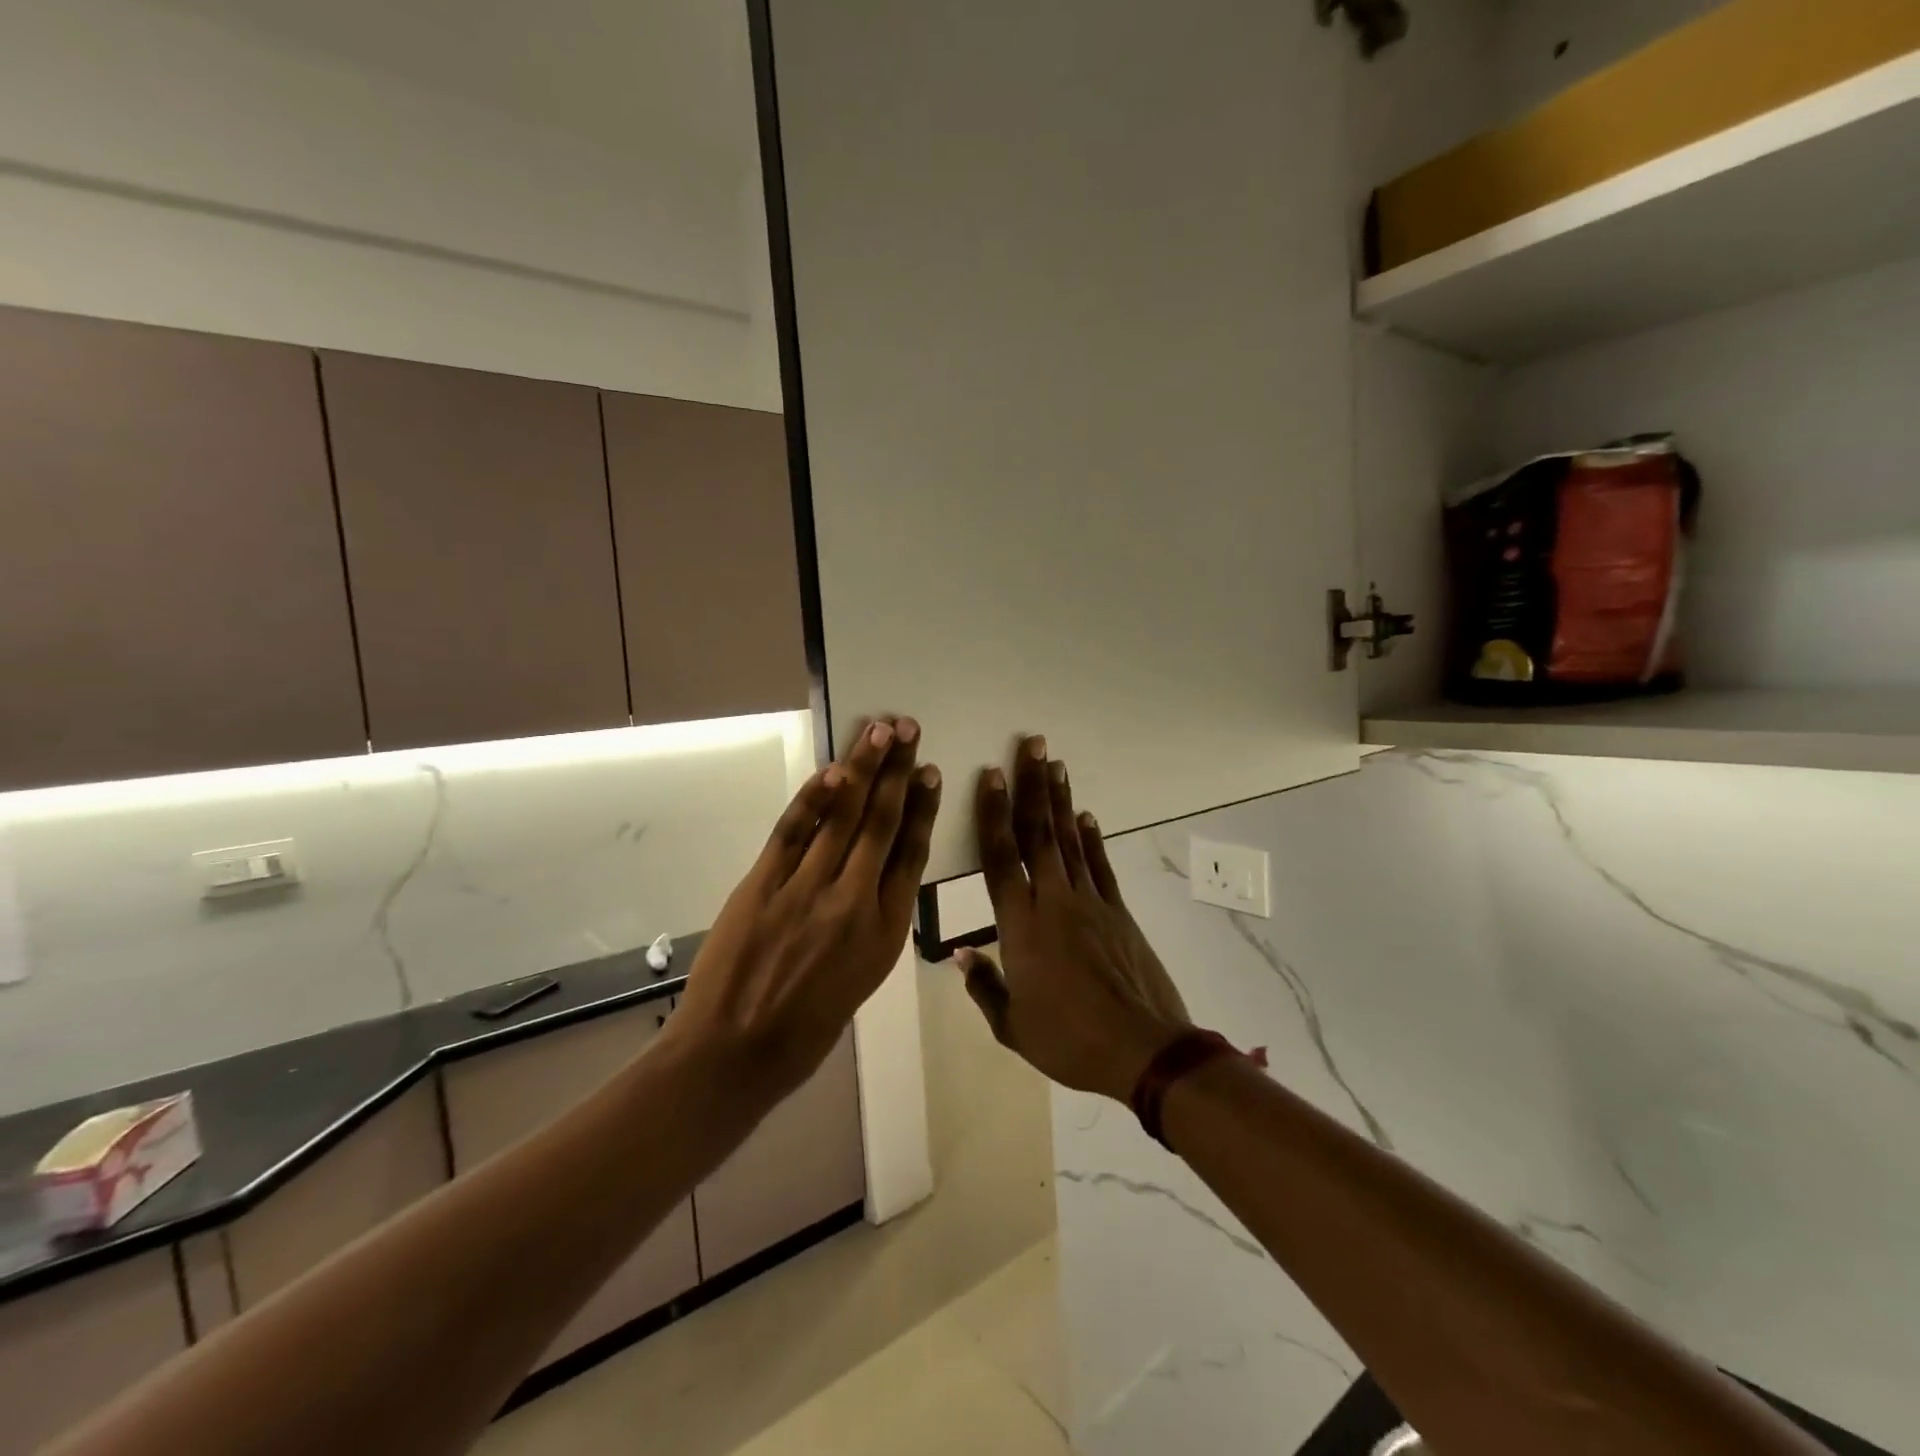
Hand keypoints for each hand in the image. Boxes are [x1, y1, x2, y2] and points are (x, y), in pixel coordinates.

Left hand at [671, 717, 940, 1099]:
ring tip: (879, 730)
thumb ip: (872, 924)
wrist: (734, 1054)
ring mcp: (807, 890)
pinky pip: (794, 831)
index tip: (930, 772)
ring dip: (862, 769)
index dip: (922, 808)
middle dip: (897, 771)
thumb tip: (875, 877)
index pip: (910, 855)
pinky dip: (813, 797)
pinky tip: (832, 771)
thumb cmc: (805, 1031)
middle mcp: (853, 902)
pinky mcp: (763, 885)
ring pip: (843, 817)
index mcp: (884, 933)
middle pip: (881, 823)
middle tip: (909, 728)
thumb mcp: (861, 981)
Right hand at [958, 734, 1189, 1101]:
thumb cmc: (1069, 1042)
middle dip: (1032, 786)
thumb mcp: (1012, 1027)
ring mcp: (1091, 903)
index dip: (992, 813)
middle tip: (1032, 745)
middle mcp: (1054, 901)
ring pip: (1070, 841)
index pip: (1000, 857)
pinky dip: (1092, 839)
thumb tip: (961, 956)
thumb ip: (984, 987)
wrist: (1143, 1051)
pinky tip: (1087, 816)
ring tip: (1055, 764)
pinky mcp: (1119, 912)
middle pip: (1038, 833)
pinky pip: (1100, 866)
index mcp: (1020, 926)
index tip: (990, 775)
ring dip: (1062, 800)